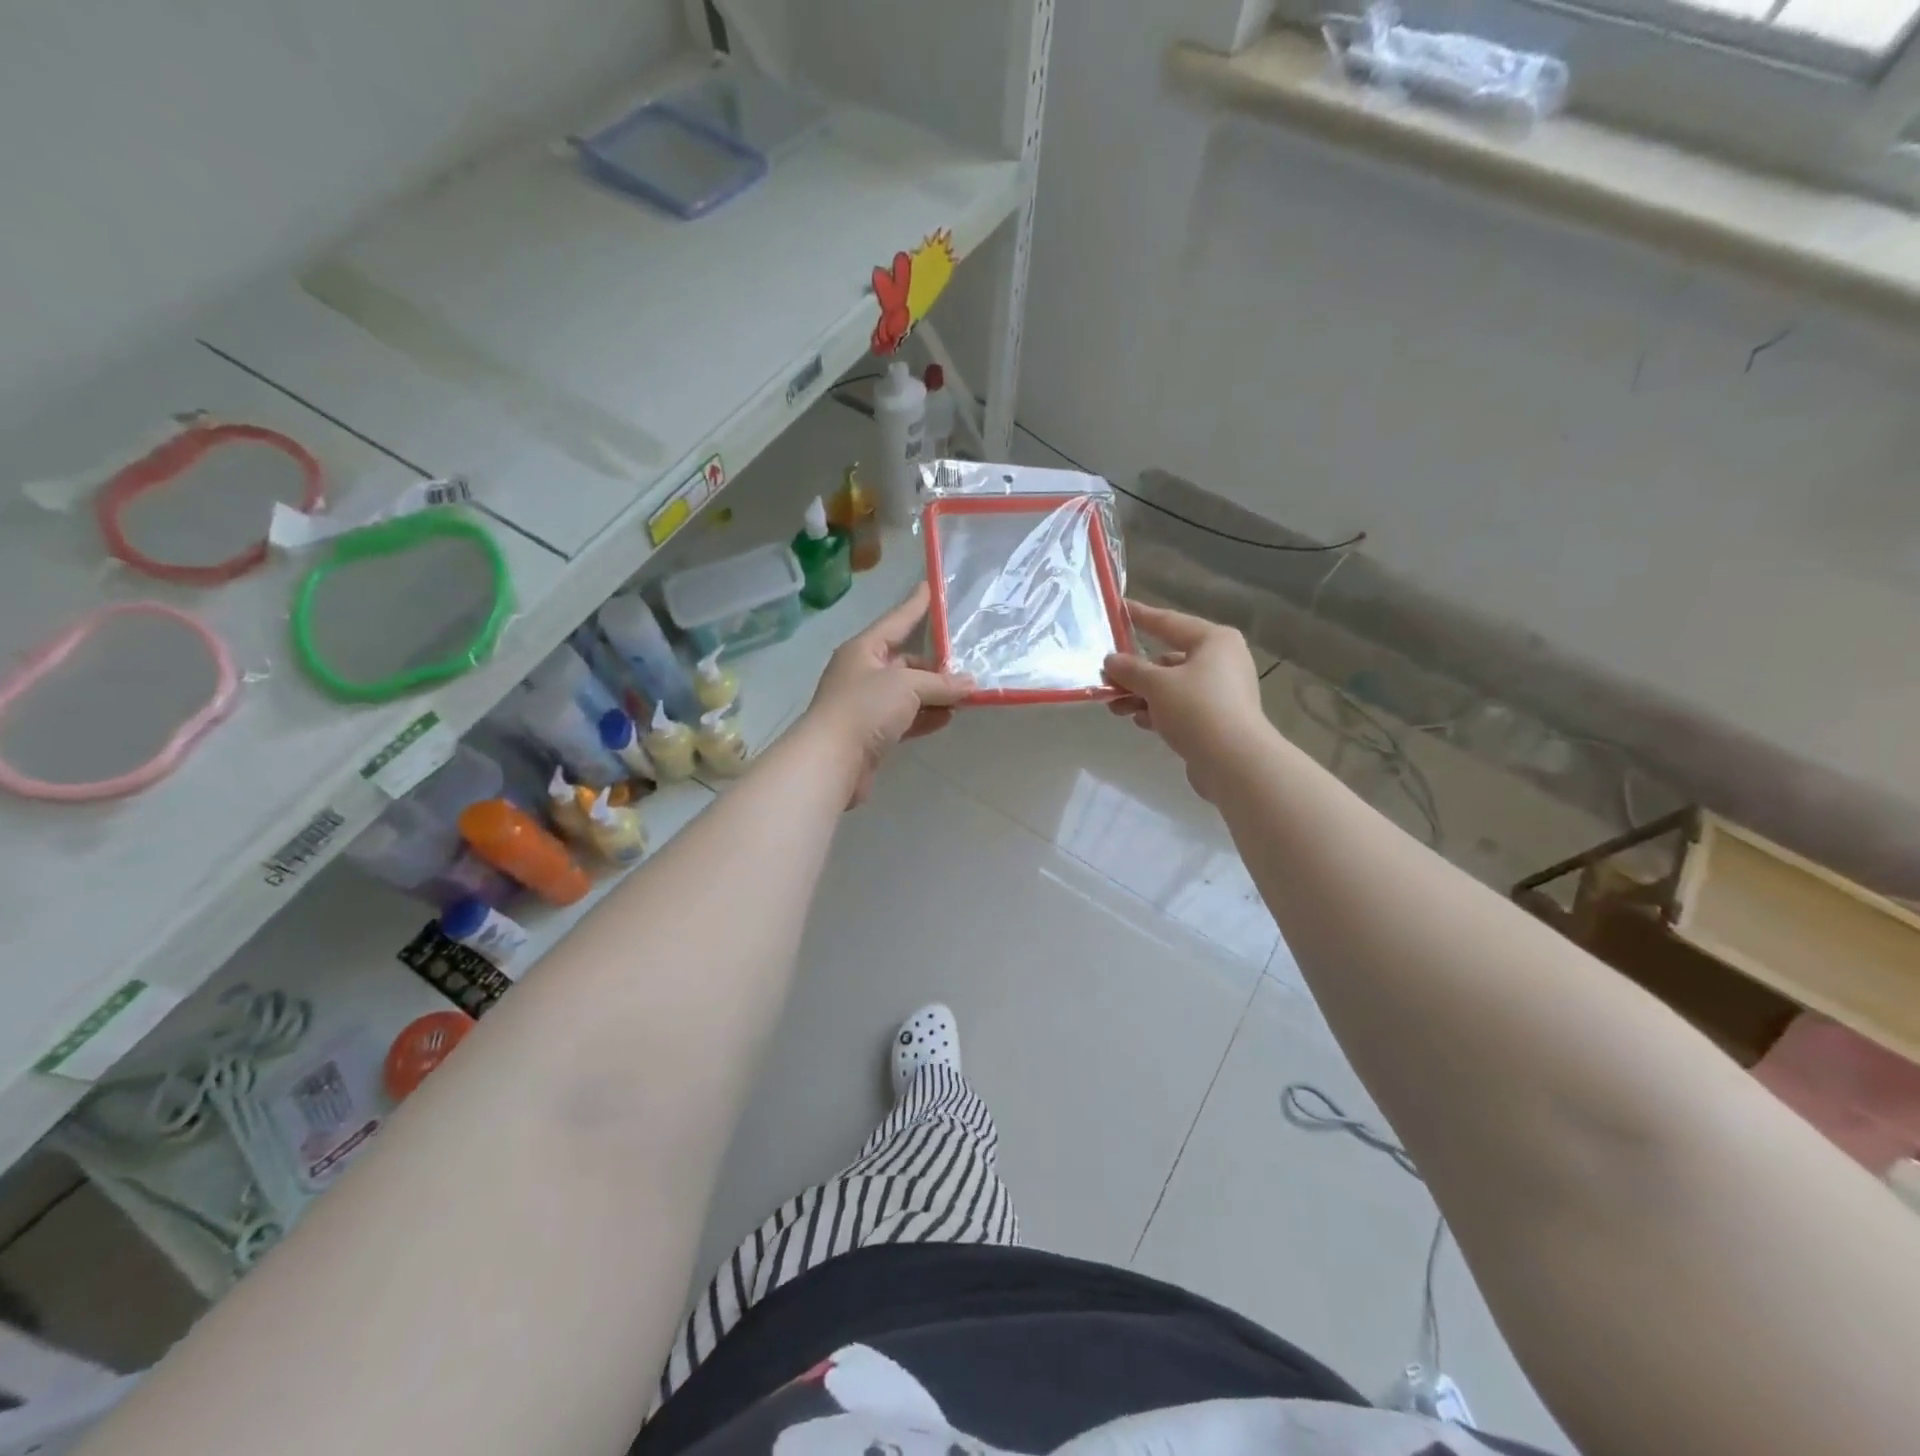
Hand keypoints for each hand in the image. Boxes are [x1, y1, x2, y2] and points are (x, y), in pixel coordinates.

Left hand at [803, 582, 972, 805]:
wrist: (831, 760)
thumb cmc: (864, 708)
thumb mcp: (907, 686)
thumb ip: (941, 683)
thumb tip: (970, 684)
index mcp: (864, 650)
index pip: (896, 620)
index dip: (915, 605)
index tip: (931, 587)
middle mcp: (863, 672)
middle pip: (905, 661)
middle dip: (935, 664)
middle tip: (967, 664)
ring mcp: (866, 704)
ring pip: (907, 692)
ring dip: (934, 694)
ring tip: (965, 695)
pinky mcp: (872, 733)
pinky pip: (905, 718)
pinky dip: (925, 717)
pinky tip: (947, 718)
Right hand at [1103, 600, 1273, 800]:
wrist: (1234, 762)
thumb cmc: (1197, 709)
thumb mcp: (1156, 684)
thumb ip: (1130, 669)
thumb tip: (1111, 660)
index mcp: (1214, 641)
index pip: (1169, 622)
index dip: (1141, 616)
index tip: (1118, 608)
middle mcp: (1221, 661)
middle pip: (1168, 659)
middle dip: (1135, 672)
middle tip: (1106, 680)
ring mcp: (1221, 692)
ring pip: (1171, 686)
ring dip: (1142, 695)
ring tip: (1116, 708)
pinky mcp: (1217, 719)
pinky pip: (1180, 708)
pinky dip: (1158, 712)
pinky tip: (1140, 722)